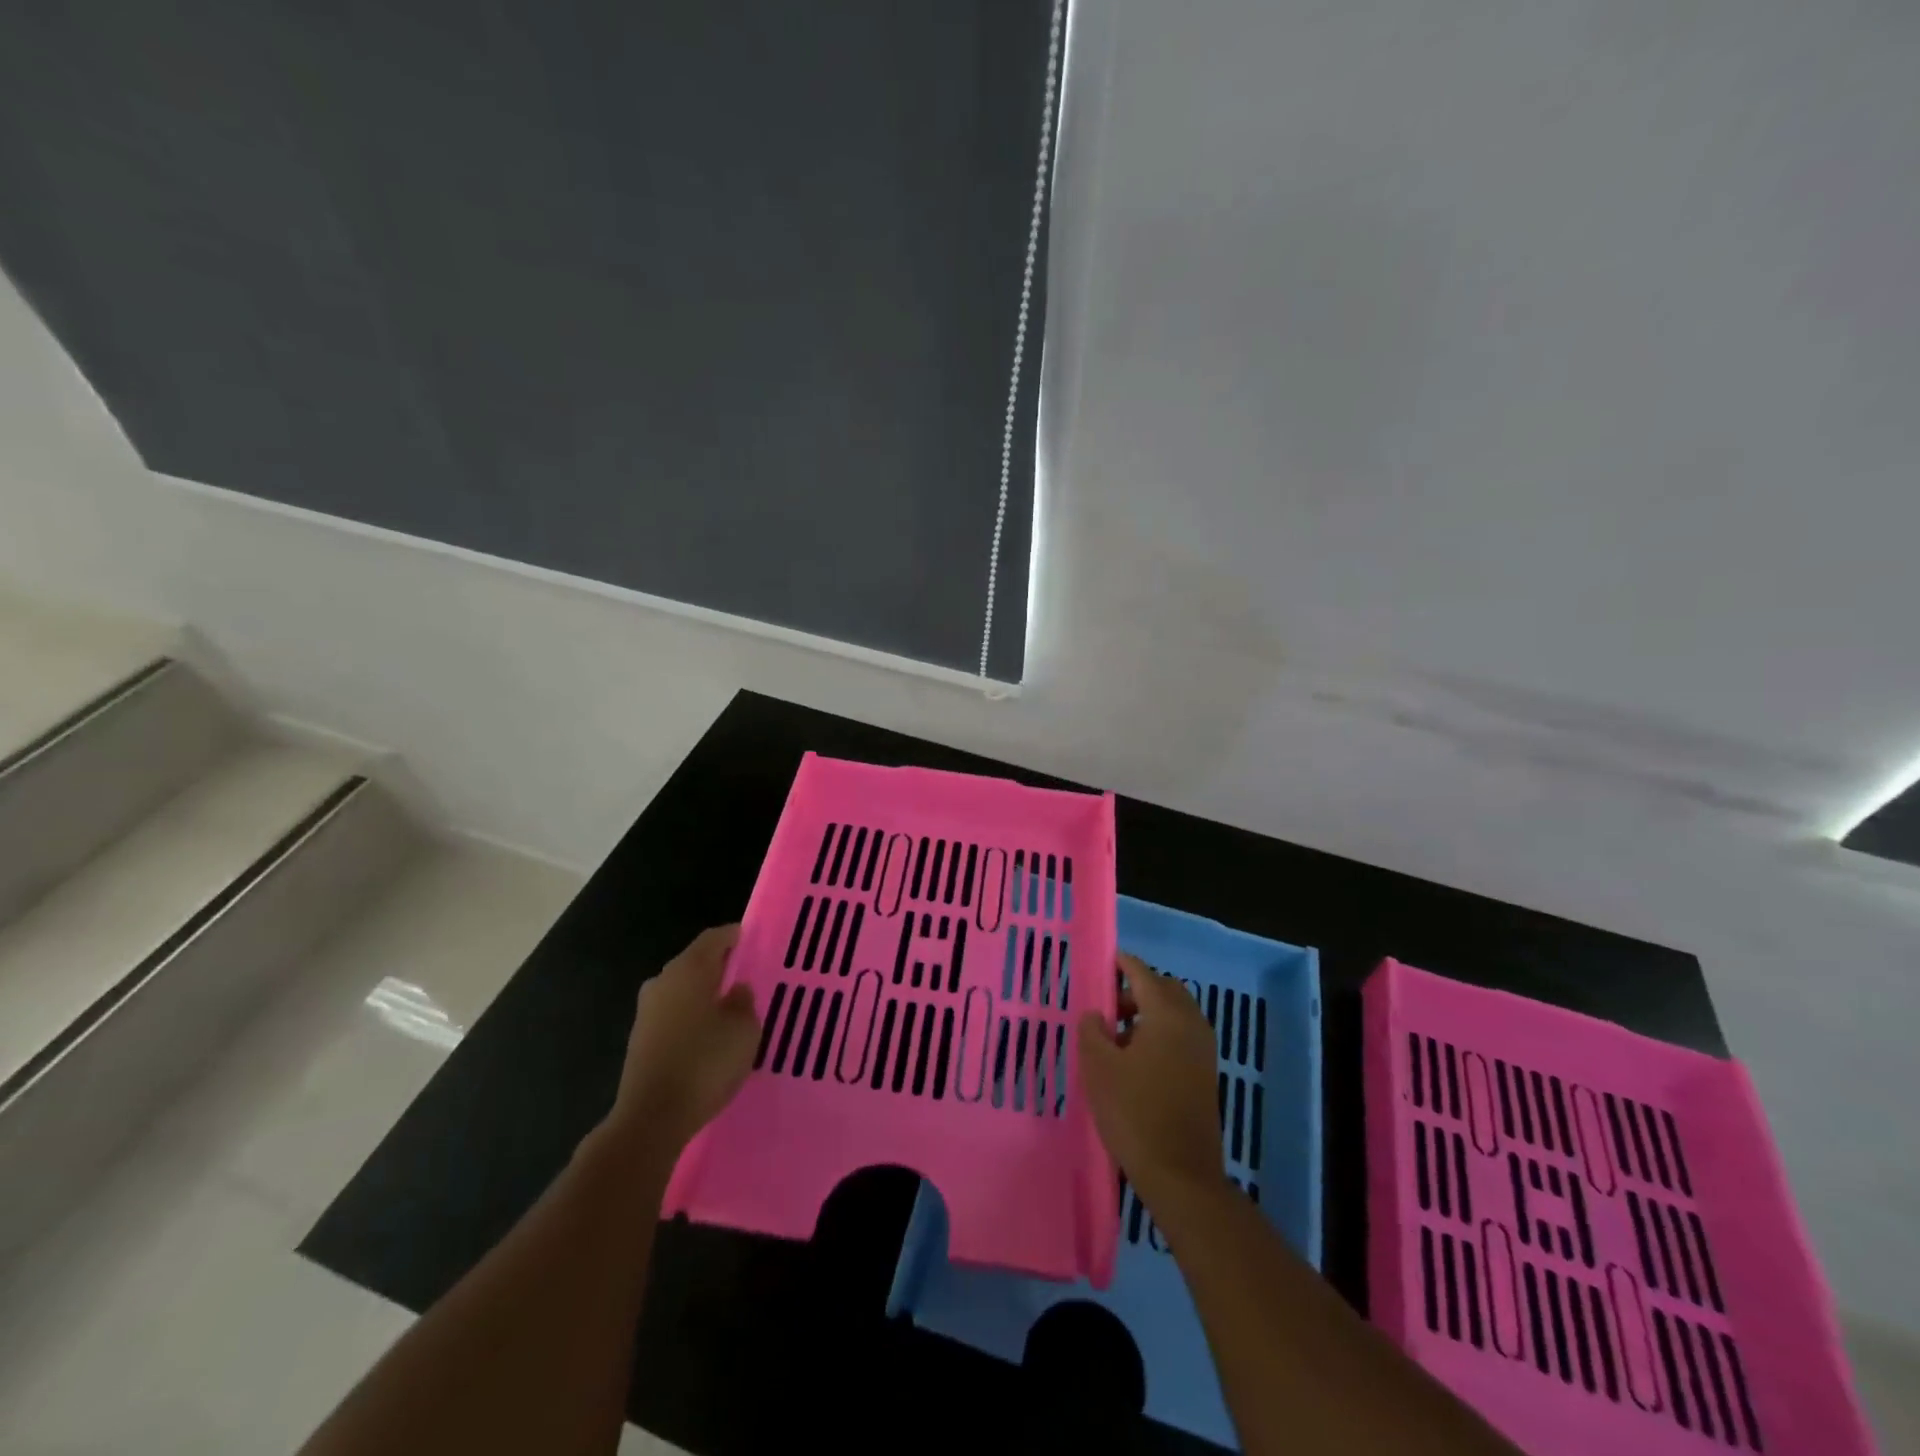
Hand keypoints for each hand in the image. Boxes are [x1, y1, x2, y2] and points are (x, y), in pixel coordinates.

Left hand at [609, 925, 759, 1154]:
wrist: (651, 1118)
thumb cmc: (705, 1063)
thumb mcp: (744, 1029)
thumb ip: (744, 1002)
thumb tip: (736, 990)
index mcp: (689, 969)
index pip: (714, 938)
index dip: (735, 936)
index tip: (754, 940)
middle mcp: (663, 981)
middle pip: (696, 962)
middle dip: (721, 966)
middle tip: (748, 976)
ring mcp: (647, 1011)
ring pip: (683, 989)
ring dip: (705, 994)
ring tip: (732, 1009)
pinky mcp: (640, 1039)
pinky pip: (674, 1014)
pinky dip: (692, 1017)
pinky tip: (709, 1036)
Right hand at [1078, 952, 1223, 1204]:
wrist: (1181, 1175)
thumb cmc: (1135, 1113)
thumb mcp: (1098, 1067)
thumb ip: (1092, 1030)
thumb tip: (1096, 1015)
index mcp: (1167, 1015)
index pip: (1142, 973)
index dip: (1120, 964)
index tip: (1100, 964)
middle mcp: (1191, 1024)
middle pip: (1163, 990)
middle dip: (1135, 990)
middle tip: (1106, 1007)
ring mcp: (1203, 1050)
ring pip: (1174, 1014)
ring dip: (1147, 1014)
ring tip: (1115, 1039)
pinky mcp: (1205, 1074)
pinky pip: (1181, 1036)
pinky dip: (1159, 1034)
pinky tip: (1135, 1062)